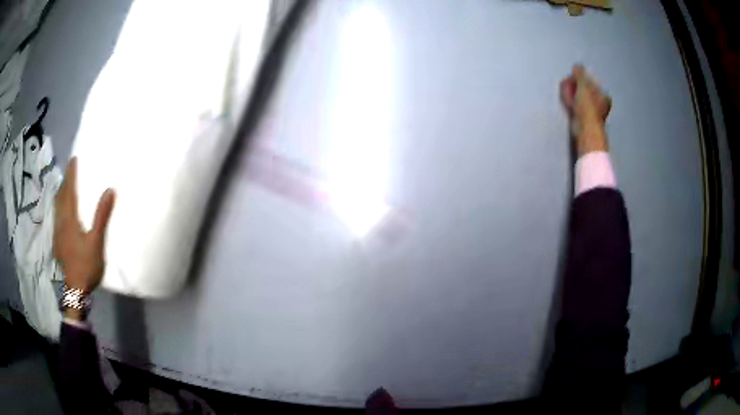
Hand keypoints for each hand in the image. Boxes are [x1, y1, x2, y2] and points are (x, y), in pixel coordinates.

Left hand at [54, 157, 115, 294]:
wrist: (75, 289)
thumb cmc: (86, 264)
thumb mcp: (96, 242)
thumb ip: (101, 216)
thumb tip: (109, 190)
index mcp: (69, 219)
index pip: (69, 191)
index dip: (71, 175)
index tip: (73, 159)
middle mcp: (60, 222)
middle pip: (60, 197)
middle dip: (65, 182)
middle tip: (70, 171)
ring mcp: (57, 233)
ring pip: (57, 208)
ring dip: (61, 194)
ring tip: (66, 187)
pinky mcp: (57, 243)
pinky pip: (56, 218)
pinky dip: (59, 208)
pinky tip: (62, 212)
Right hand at [560, 65, 611, 155]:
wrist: (584, 128)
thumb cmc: (588, 106)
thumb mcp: (584, 84)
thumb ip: (580, 73)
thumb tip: (577, 66)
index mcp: (604, 96)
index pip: (593, 83)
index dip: (583, 79)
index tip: (575, 77)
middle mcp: (600, 105)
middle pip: (586, 91)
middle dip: (576, 86)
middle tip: (568, 83)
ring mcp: (592, 114)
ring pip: (580, 99)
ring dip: (572, 93)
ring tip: (565, 90)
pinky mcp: (583, 120)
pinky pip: (576, 107)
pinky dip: (570, 102)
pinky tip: (565, 98)